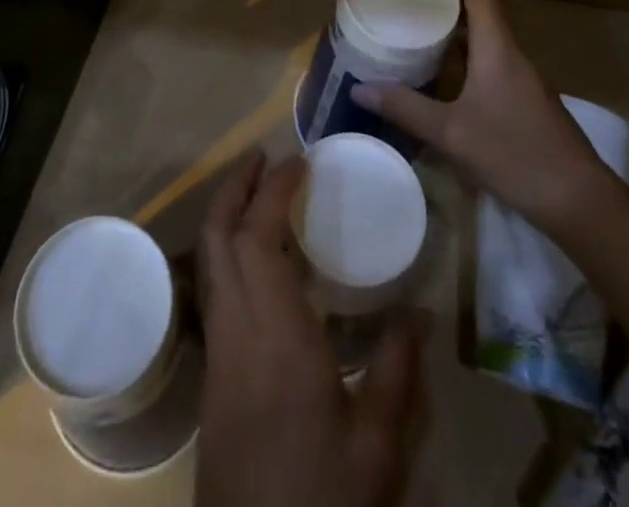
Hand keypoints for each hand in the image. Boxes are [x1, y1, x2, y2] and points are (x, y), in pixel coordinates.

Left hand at [196, 150, 425, 506]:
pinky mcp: (213, 376)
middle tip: (262, 156)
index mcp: (275, 333)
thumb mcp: (377, 445)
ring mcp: (218, 352)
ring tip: (258, 193)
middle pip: (217, 236)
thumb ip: (397, 372)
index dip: (272, 189)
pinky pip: (215, 291)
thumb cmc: (323, 498)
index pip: (257, 236)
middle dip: (235, 187)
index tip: (298, 160)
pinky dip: (229, 253)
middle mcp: (236, 328)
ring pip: (209, 261)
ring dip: (227, 215)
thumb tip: (419, 312)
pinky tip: (259, 262)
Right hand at [352, 0, 613, 230]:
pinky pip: (481, 51)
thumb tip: (359, 88)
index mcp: (496, 44)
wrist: (581, 202)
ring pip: (480, 26)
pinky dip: (456, 43)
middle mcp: (508, 49)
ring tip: (413, 6)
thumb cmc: (518, 156)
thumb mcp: (453, 134)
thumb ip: (406, 108)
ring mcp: (515, 72)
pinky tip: (434, 61)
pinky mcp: (516, 93)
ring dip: (451, 9)